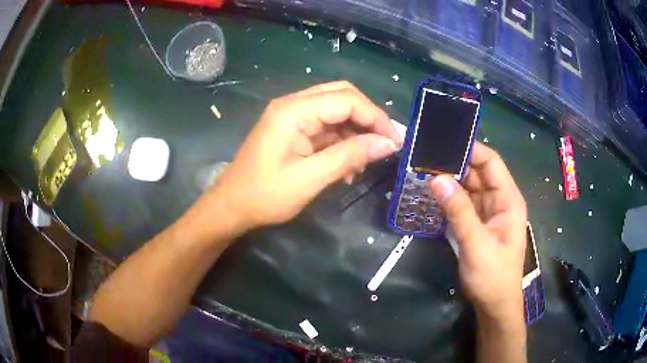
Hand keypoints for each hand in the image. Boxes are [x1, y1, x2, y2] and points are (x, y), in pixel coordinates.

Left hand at [210, 81, 401, 232]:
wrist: (232, 206)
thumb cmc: (265, 195)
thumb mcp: (311, 178)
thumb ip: (350, 155)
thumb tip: (388, 143)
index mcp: (294, 110)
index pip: (347, 99)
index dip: (375, 117)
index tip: (395, 142)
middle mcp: (294, 104)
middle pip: (342, 96)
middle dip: (368, 118)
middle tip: (385, 145)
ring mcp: (293, 116)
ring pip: (336, 111)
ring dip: (355, 132)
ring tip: (364, 162)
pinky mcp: (294, 129)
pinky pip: (326, 127)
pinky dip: (342, 142)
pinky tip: (347, 166)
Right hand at [429, 143, 526, 323]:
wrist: (493, 305)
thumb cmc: (493, 276)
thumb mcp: (477, 244)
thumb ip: (459, 211)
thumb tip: (436, 178)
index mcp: (508, 199)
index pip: (491, 162)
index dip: (470, 150)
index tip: (442, 143)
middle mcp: (498, 200)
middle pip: (477, 172)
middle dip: (453, 164)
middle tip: (424, 156)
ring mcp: (486, 212)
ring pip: (467, 187)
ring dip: (448, 180)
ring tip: (422, 170)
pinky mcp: (475, 223)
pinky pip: (461, 203)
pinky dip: (447, 197)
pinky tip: (430, 192)